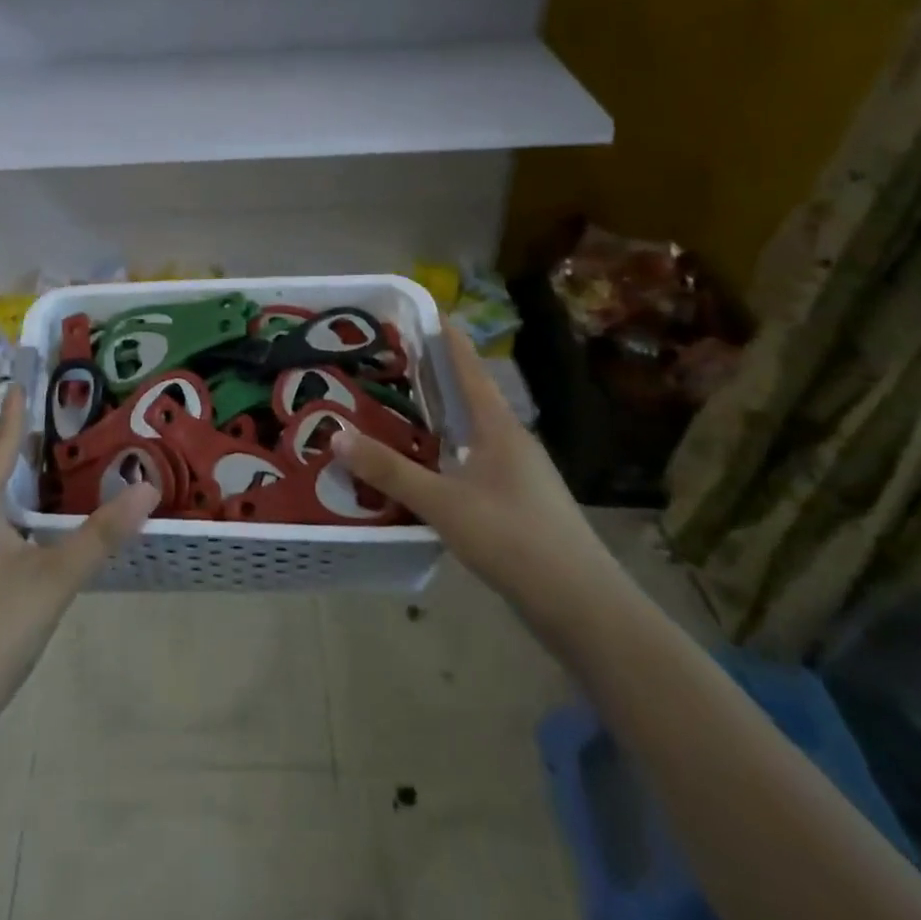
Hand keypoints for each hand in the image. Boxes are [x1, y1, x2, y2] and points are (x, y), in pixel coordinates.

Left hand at [0, 387, 158, 736]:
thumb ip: (100, 534)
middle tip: (59, 426)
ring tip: (51, 475)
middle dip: (21, 449)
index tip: (22, 379)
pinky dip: (7, 518)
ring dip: (15, 487)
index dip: (14, 414)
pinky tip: (30, 536)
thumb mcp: (53, 580)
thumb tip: (147, 487)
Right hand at [332, 322, 620, 622]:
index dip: (449, 339)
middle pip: (470, 398)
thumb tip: (336, 434)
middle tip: (392, 362)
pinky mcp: (518, 506)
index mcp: (499, 428)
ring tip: (398, 410)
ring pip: (471, 434)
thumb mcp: (444, 503)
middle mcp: (511, 443)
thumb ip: (390, 471)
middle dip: (435, 377)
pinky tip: (424, 471)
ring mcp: (518, 476)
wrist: (584, 608)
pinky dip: (446, 456)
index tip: (427, 311)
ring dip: (440, 420)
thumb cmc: (515, 539)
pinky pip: (473, 465)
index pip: (470, 369)